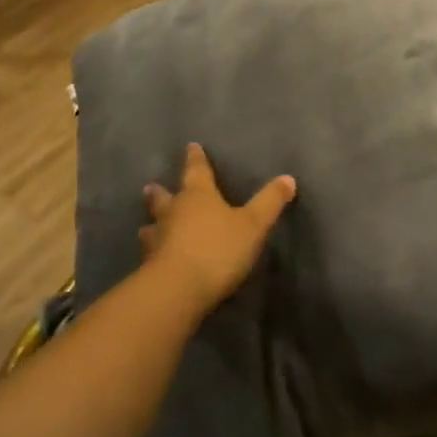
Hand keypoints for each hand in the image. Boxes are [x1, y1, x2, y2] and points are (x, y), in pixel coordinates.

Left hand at [139, 143, 296, 314]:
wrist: (178, 289)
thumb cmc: (218, 249)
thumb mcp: (253, 225)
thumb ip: (270, 202)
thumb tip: (288, 178)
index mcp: (198, 196)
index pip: (197, 171)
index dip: (196, 158)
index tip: (191, 146)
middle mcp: (174, 212)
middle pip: (164, 197)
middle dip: (160, 192)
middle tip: (151, 186)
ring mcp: (158, 239)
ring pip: (152, 226)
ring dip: (152, 223)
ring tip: (148, 225)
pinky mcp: (150, 266)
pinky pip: (150, 253)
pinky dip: (153, 252)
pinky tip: (153, 258)